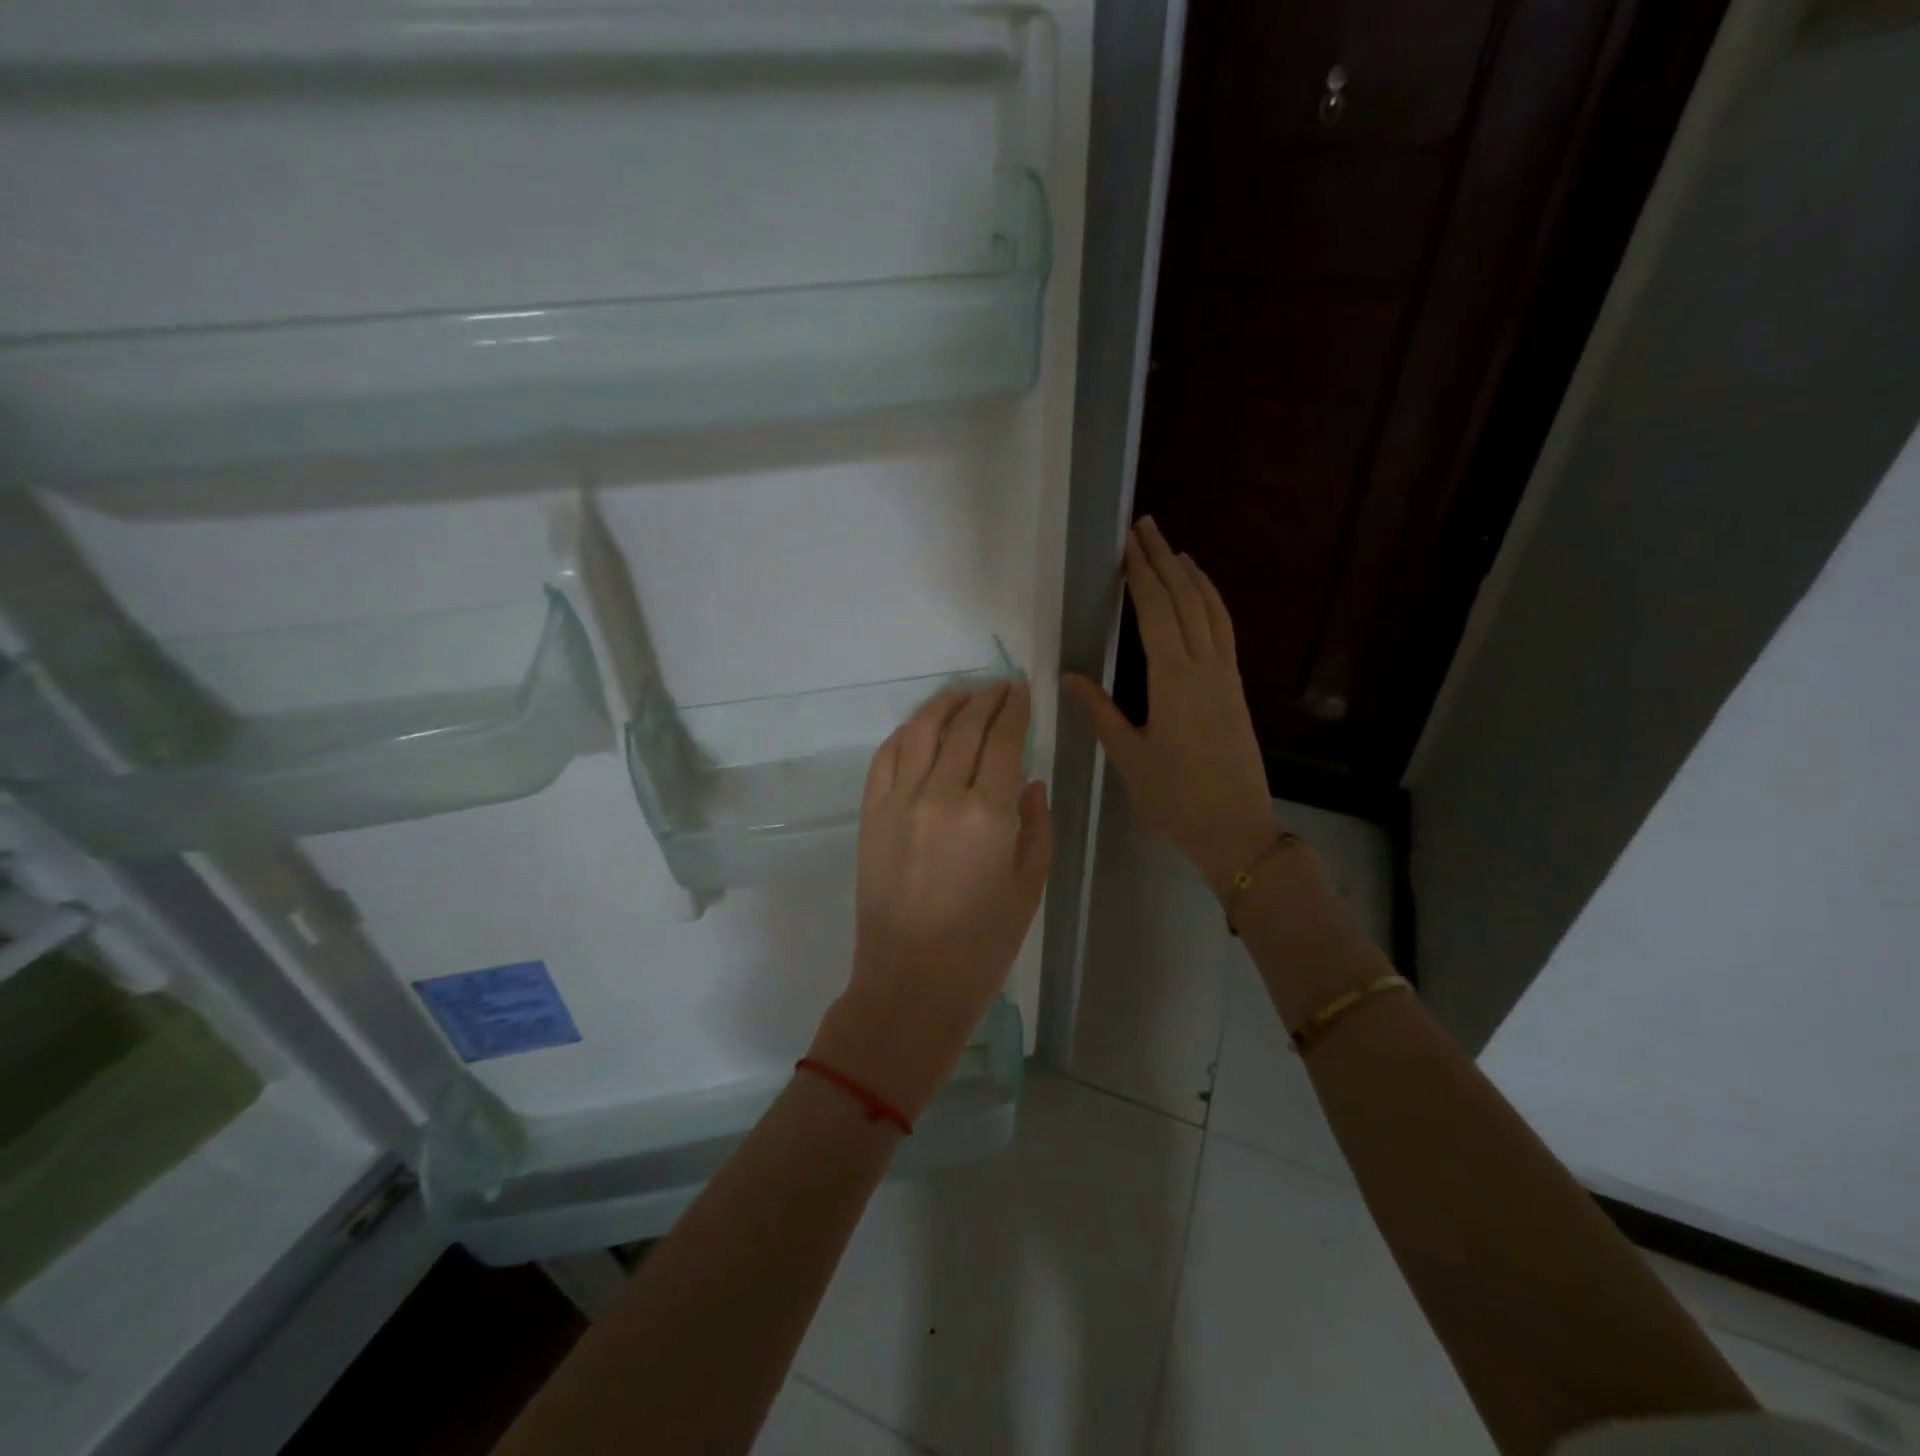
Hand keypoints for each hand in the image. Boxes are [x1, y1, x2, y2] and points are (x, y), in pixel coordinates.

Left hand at [810, 681, 1051, 1121]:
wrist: (911, 981)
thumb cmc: (983, 944)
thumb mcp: (1029, 886)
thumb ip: (1036, 826)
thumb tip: (1029, 781)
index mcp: (988, 813)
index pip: (1003, 740)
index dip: (1014, 709)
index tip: (1021, 690)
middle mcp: (940, 794)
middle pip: (964, 727)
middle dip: (985, 699)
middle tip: (999, 687)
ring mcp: (898, 801)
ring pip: (920, 731)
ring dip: (944, 705)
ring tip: (962, 695)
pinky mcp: (870, 814)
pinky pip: (885, 757)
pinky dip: (905, 734)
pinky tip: (920, 729)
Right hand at [1066, 518, 1276, 898]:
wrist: (1236, 827)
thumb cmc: (1175, 797)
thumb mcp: (1129, 757)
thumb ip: (1101, 711)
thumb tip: (1069, 676)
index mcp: (1174, 680)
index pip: (1156, 613)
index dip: (1141, 575)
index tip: (1128, 543)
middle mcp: (1204, 667)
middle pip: (1185, 600)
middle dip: (1163, 560)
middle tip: (1146, 526)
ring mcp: (1225, 675)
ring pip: (1211, 610)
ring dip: (1191, 575)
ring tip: (1173, 548)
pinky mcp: (1235, 687)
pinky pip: (1225, 630)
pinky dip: (1212, 602)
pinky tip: (1202, 595)